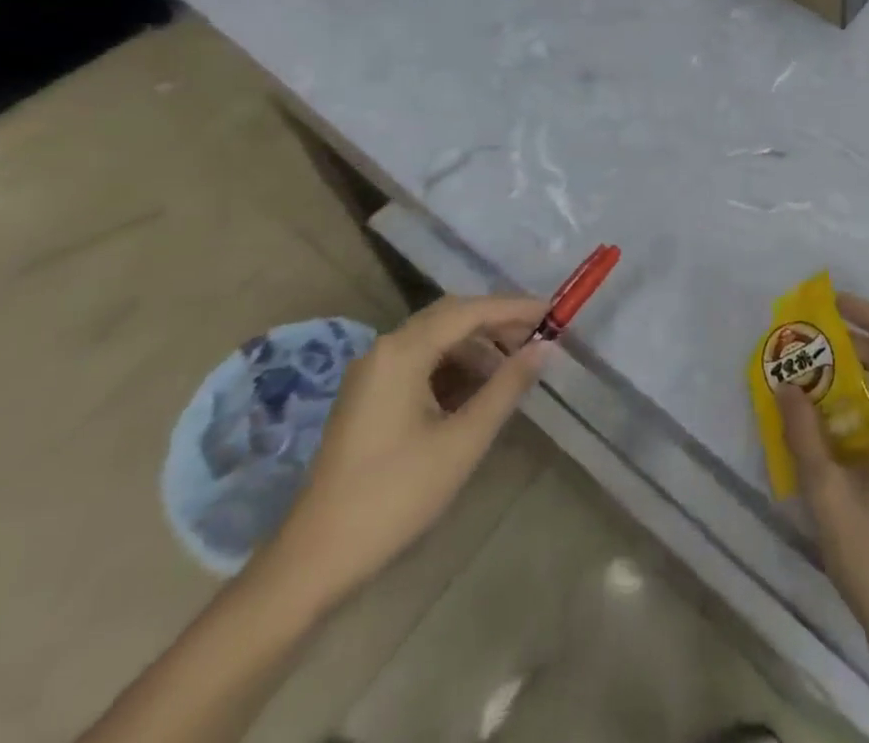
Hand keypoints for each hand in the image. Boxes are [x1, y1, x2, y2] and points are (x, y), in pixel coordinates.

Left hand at [268, 295, 549, 606]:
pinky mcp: (369, 396)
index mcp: (402, 351)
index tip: (553, 312)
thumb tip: (545, 347)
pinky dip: (454, 368)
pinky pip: (420, 363)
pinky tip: (478, 391)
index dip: (514, 308)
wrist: (314, 559)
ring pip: (436, 340)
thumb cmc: (395, 495)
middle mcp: (384, 349)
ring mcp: (372, 373)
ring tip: (515, 368)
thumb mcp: (463, 440)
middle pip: (450, 317)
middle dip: (496, 323)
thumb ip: (507, 387)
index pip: (469, 311)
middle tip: (539, 335)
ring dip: (477, 347)